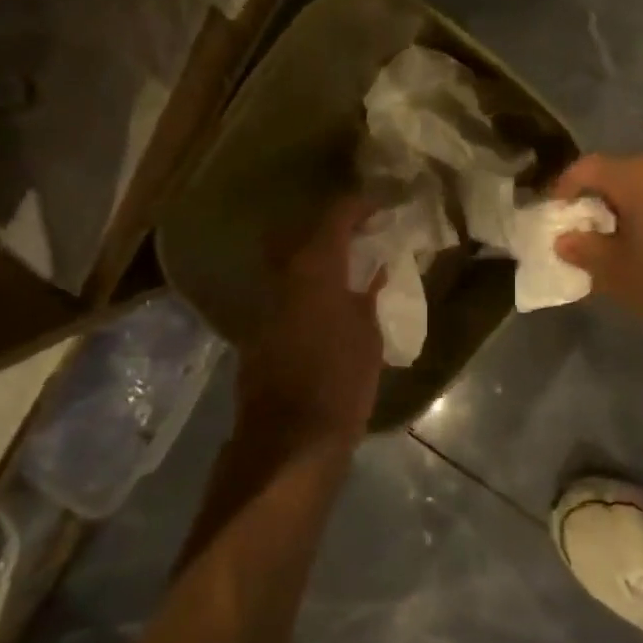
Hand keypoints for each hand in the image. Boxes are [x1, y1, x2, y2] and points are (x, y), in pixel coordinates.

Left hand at [237, 197, 383, 448]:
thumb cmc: (340, 381)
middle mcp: (283, 274)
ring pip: (291, 258)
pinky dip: (308, 280)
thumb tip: (374, 269)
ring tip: (351, 262)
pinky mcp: (259, 326)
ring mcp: (265, 300)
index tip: (384, 206)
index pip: (336, 214)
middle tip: (364, 231)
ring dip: (318, 252)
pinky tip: (330, 297)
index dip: (361, 204)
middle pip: (304, 230)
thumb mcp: (368, 334)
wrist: (289, 438)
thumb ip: (368, 294)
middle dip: (334, 224)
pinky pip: (286, 287)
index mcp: (314, 267)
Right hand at [551, 154, 642, 384]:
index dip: (564, 190)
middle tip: (582, 236)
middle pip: (622, 173)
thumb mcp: (624, 277)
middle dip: (597, 202)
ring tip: (616, 247)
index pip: (588, 168)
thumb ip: (588, 252)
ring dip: (629, 211)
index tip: (554, 217)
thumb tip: (565, 238)